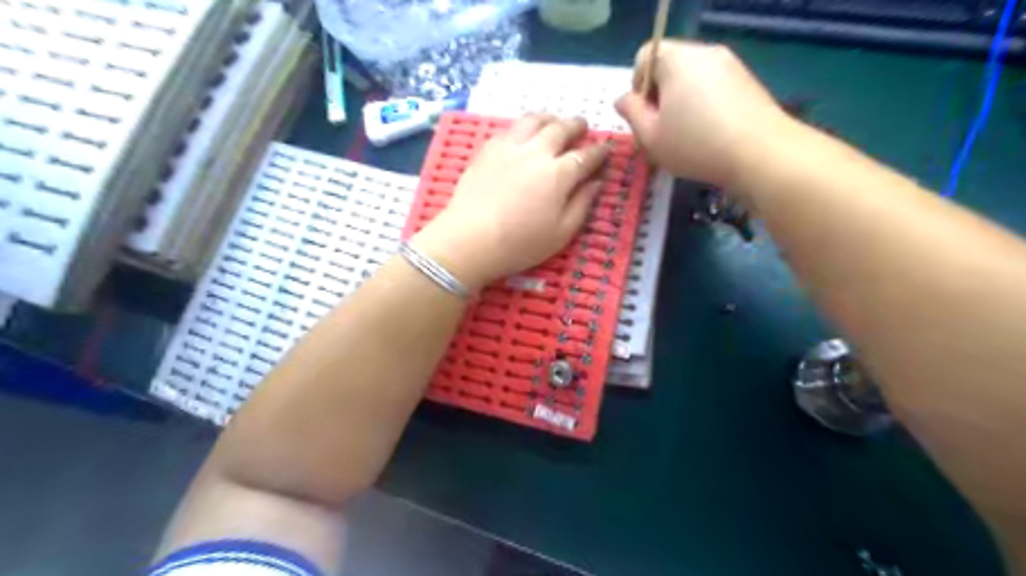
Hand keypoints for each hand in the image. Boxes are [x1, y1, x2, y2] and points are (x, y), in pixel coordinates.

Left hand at [411, 115, 601, 291]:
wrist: (470, 239)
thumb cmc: (521, 243)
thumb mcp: (562, 232)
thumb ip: (583, 203)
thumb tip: (597, 181)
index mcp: (560, 174)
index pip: (587, 155)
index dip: (600, 151)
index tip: (606, 149)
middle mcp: (537, 151)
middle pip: (561, 129)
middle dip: (577, 126)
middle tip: (582, 126)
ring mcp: (510, 146)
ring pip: (534, 120)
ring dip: (550, 118)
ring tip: (554, 121)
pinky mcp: (488, 149)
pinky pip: (510, 128)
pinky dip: (523, 126)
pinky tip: (523, 134)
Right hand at [612, 37, 787, 185]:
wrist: (760, 153)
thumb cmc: (695, 144)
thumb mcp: (650, 136)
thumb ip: (631, 113)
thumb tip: (622, 99)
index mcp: (676, 59)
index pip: (645, 55)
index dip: (638, 85)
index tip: (645, 115)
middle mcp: (704, 52)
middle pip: (669, 66)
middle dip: (660, 95)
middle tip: (663, 130)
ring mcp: (730, 64)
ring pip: (692, 78)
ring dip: (682, 102)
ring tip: (687, 135)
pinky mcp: (747, 80)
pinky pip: (713, 86)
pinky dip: (704, 104)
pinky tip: (710, 133)